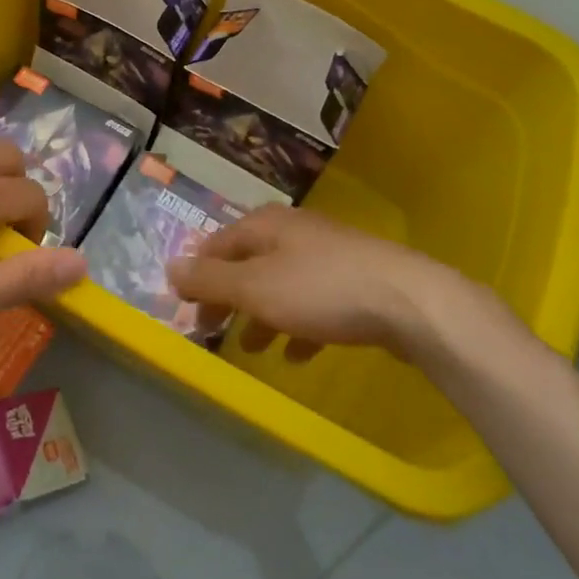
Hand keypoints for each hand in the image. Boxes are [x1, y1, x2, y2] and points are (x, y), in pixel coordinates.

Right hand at [167, 205, 472, 362]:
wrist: (409, 302)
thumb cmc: (321, 290)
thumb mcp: (254, 286)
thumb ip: (210, 279)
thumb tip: (169, 267)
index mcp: (264, 224)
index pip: (215, 245)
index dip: (197, 277)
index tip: (186, 312)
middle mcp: (292, 231)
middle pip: (247, 263)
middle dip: (228, 298)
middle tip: (213, 333)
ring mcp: (326, 254)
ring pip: (279, 284)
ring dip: (261, 315)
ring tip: (254, 348)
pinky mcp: (353, 280)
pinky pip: (313, 302)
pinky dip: (298, 324)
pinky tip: (298, 353)